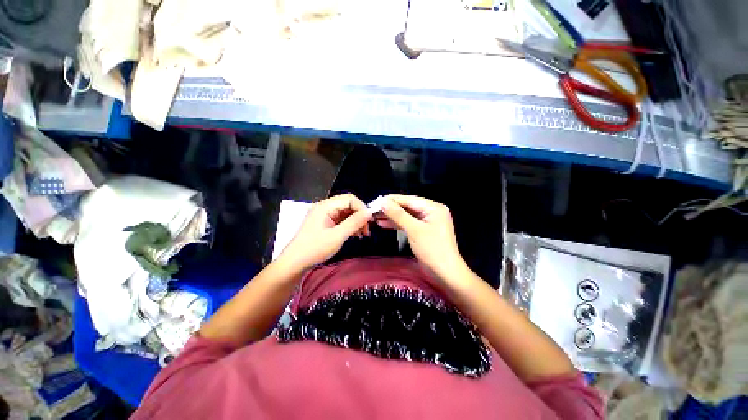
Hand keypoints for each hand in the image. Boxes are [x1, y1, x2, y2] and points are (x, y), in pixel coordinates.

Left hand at [280, 194, 371, 270]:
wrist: (295, 263)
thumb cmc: (315, 249)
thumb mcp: (337, 236)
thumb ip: (354, 222)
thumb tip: (369, 212)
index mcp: (325, 206)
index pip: (349, 198)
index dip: (362, 208)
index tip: (369, 222)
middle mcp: (324, 207)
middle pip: (348, 204)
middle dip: (360, 216)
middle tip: (366, 230)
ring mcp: (324, 214)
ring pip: (345, 212)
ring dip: (356, 221)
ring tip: (362, 234)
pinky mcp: (324, 222)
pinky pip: (340, 219)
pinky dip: (349, 225)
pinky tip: (354, 234)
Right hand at [378, 194, 467, 280]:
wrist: (445, 273)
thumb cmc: (432, 249)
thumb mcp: (414, 230)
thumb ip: (398, 214)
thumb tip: (383, 201)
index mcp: (433, 207)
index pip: (409, 199)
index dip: (392, 200)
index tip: (376, 201)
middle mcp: (431, 211)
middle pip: (407, 206)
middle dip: (391, 209)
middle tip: (374, 210)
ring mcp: (427, 221)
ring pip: (406, 215)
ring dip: (392, 217)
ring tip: (375, 217)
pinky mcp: (423, 230)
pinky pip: (408, 223)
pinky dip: (397, 224)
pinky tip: (384, 224)